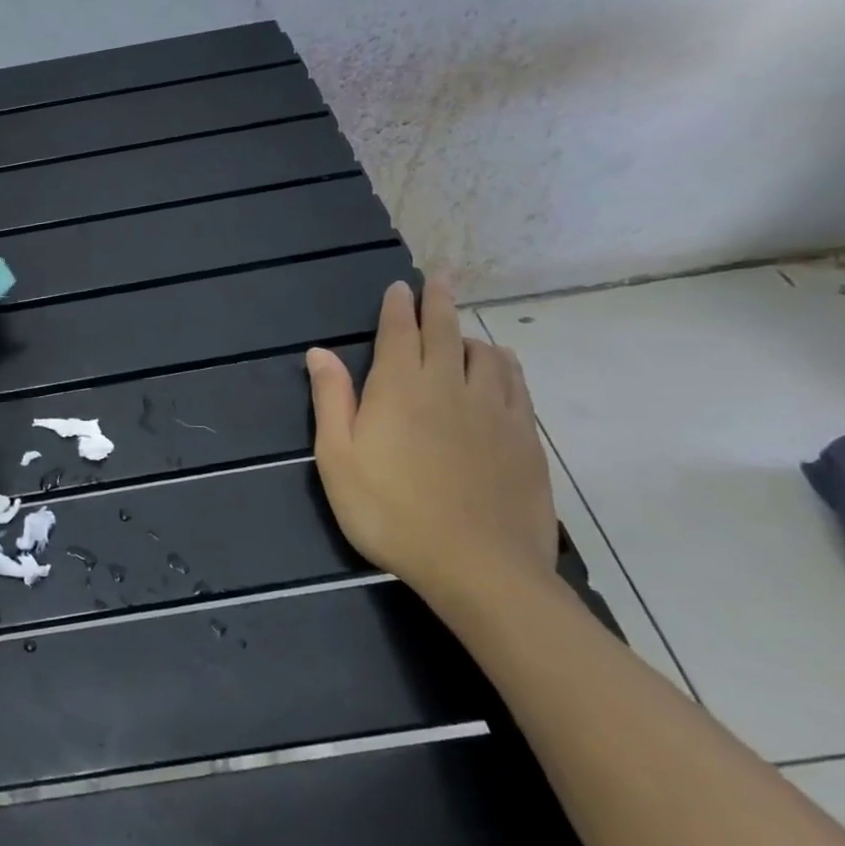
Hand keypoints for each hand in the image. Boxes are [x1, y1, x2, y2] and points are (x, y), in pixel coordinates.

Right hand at [305, 278, 556, 608]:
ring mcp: (493, 409)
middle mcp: (449, 384)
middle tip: (439, 279)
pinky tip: (500, 368)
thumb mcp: (338, 459)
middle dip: (439, 301)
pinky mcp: (524, 436)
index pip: (400, 331)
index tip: (400, 286)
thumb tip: (320, 352)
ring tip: (464, 331)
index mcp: (400, 387)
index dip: (398, 306)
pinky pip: (516, 384)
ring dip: (470, 334)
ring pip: (486, 354)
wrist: (477, 566)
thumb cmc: (390, 512)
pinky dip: (504, 365)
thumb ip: (331, 400)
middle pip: (446, 330)